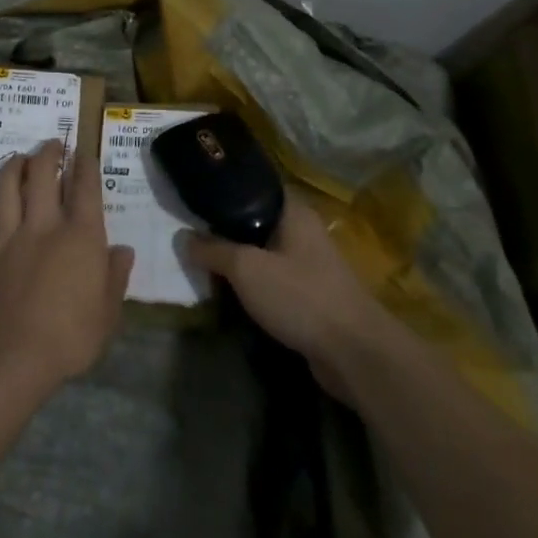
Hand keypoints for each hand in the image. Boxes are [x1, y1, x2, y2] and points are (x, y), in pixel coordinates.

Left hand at [0, 141, 134, 394]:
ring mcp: (8, 238)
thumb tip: (123, 251)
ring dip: (13, 168)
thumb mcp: (109, 313)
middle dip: (48, 153)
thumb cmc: (71, 337)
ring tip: (18, 159)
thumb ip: (115, 277)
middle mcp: (43, 225)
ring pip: (6, 189)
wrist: (12, 356)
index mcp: (80, 235)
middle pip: (42, 175)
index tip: (84, 152)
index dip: (85, 165)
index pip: (85, 187)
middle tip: (52, 144)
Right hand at [184, 199, 380, 395]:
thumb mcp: (246, 269)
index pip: (255, 184)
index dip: (225, 186)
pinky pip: (272, 280)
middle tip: (189, 228)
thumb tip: (182, 237)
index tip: (194, 191)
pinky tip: (228, 290)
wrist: (355, 354)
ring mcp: (309, 265)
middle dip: (225, 226)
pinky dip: (252, 283)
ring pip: (263, 252)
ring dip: (238, 258)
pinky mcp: (309, 296)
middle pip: (256, 219)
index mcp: (293, 211)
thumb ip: (212, 250)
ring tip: (202, 259)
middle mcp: (303, 231)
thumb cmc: (300, 296)